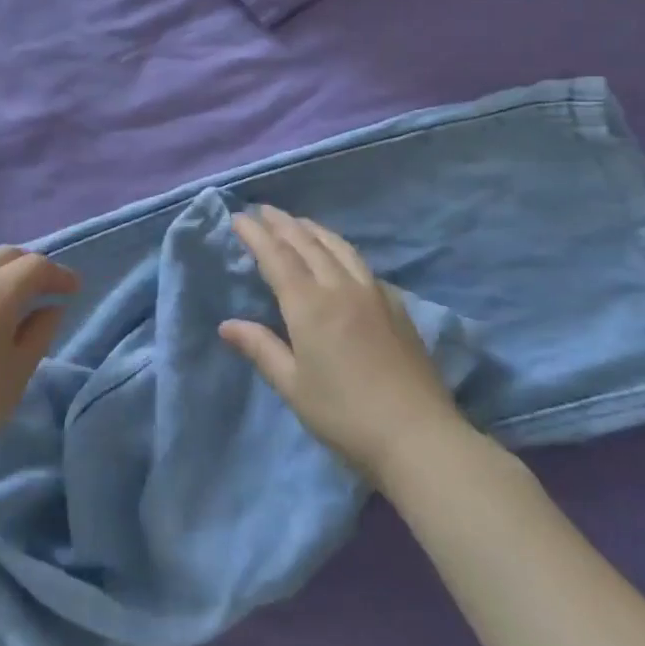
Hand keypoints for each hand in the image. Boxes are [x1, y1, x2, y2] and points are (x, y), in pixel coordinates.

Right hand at [221, 206, 470, 484]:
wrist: (417, 435)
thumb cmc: (344, 414)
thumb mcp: (293, 386)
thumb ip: (261, 348)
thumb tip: (227, 324)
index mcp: (309, 305)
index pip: (276, 257)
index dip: (256, 235)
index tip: (239, 217)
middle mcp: (340, 287)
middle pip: (307, 244)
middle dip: (282, 224)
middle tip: (263, 210)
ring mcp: (373, 293)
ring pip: (339, 247)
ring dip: (313, 230)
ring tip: (298, 223)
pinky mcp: (396, 306)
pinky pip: (361, 263)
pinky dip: (340, 249)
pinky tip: (340, 256)